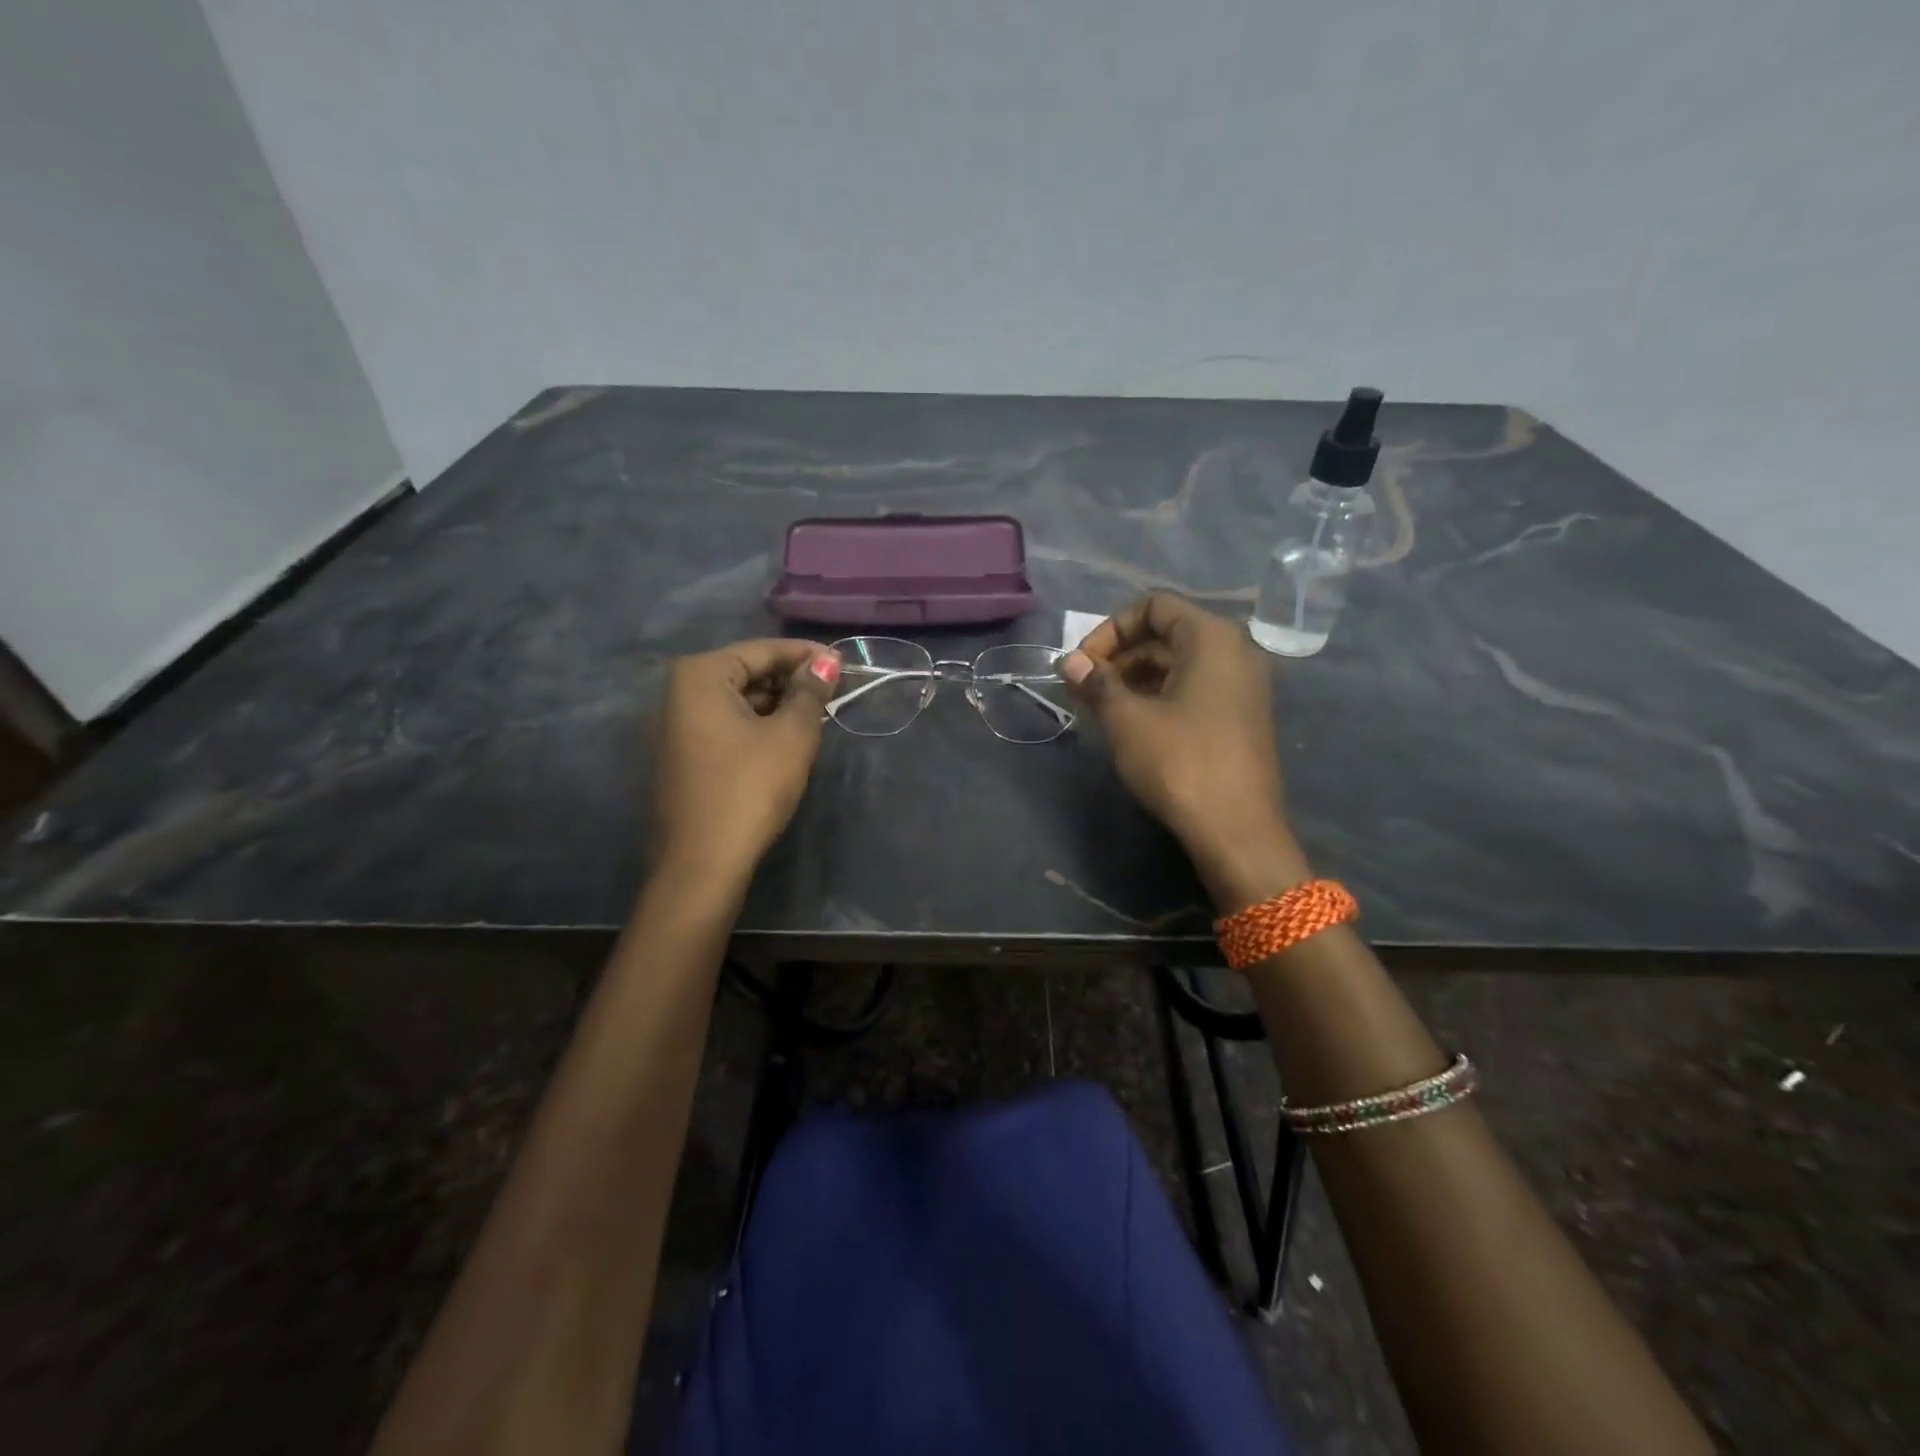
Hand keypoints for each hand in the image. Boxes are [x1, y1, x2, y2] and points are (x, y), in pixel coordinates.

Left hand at [652, 639, 841, 882]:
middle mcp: (678, 693)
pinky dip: (757, 726)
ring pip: (737, 702)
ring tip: (817, 718)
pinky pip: (725, 726)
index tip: (844, 664)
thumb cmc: (749, 788)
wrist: (701, 863)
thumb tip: (827, 661)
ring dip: (777, 705)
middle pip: (747, 673)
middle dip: (791, 682)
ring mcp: (674, 727)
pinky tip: (786, 741)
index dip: (808, 655)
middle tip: (834, 695)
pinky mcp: (681, 756)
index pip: (763, 650)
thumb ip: (811, 692)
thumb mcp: (792, 735)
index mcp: (700, 676)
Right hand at [1061, 594, 1307, 906]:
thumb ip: (1097, 682)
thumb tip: (1069, 661)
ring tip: (1102, 707)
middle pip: (1167, 633)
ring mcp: (1243, 685)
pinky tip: (1133, 723)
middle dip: (1120, 656)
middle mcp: (1235, 652)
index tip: (1083, 664)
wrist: (1237, 831)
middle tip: (1084, 688)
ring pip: (1179, 663)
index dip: (1110, 629)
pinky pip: (1195, 687)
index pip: (1154, 606)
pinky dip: (1160, 695)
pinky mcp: (1241, 716)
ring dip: (1136, 677)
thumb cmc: (1180, 763)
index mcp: (1212, 638)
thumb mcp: (1127, 720)